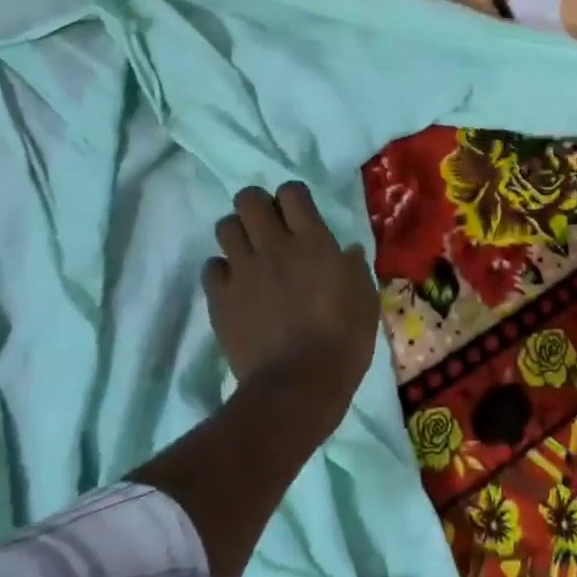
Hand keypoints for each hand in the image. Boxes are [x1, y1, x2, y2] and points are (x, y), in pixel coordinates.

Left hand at [203, 182, 380, 423]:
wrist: (299, 384)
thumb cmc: (344, 339)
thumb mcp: (365, 298)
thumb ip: (353, 268)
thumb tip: (347, 250)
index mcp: (313, 240)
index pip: (291, 191)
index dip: (292, 198)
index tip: (298, 215)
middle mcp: (274, 245)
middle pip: (248, 199)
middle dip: (256, 206)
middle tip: (268, 229)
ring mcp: (243, 270)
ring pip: (225, 226)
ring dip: (237, 234)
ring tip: (249, 254)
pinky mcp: (220, 298)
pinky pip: (211, 267)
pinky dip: (222, 271)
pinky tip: (235, 286)